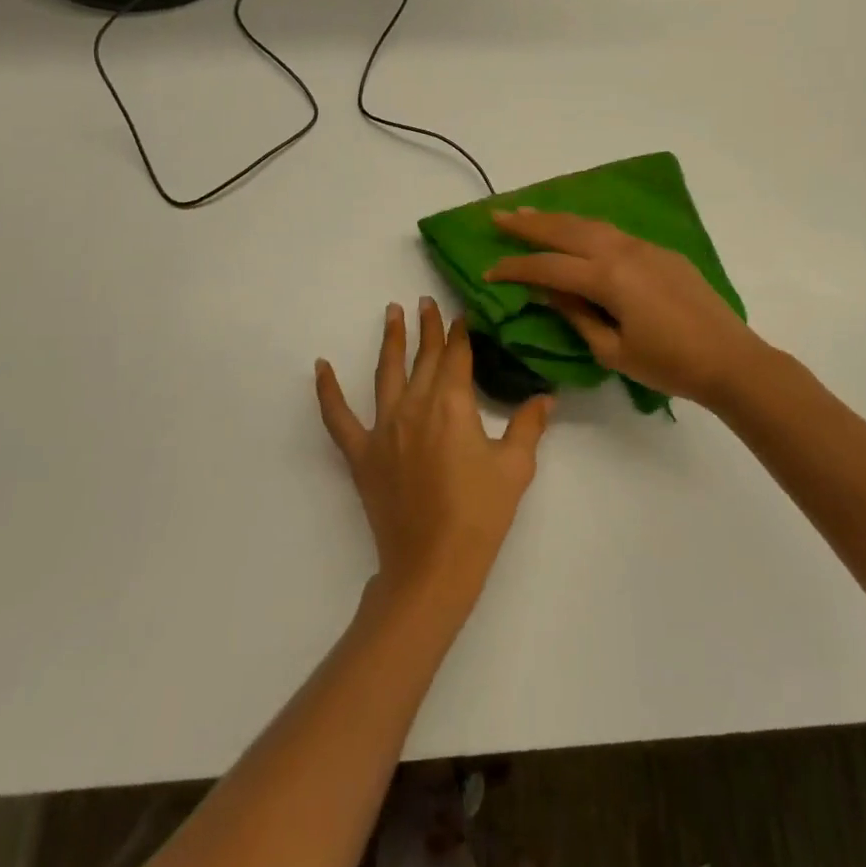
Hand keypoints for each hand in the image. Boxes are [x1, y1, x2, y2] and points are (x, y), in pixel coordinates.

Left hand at [315, 298, 551, 617]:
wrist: (433, 565)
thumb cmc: (480, 514)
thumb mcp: (515, 467)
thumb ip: (528, 425)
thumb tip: (545, 397)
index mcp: (452, 404)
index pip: (457, 357)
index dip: (460, 334)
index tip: (461, 315)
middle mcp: (415, 405)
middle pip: (424, 358)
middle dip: (428, 328)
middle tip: (426, 301)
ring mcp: (383, 427)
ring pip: (386, 372)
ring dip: (391, 340)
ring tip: (392, 312)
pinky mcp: (361, 453)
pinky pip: (338, 417)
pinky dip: (327, 391)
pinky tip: (320, 366)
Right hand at [486, 209, 767, 409]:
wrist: (730, 359)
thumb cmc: (669, 364)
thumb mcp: (613, 351)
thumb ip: (576, 315)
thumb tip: (548, 290)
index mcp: (608, 278)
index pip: (549, 266)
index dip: (515, 268)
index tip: (488, 270)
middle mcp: (622, 252)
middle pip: (566, 230)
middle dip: (529, 224)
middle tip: (498, 216)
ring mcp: (644, 247)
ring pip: (590, 223)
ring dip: (556, 218)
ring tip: (528, 213)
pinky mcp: (660, 252)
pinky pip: (612, 231)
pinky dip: (585, 227)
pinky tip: (575, 230)